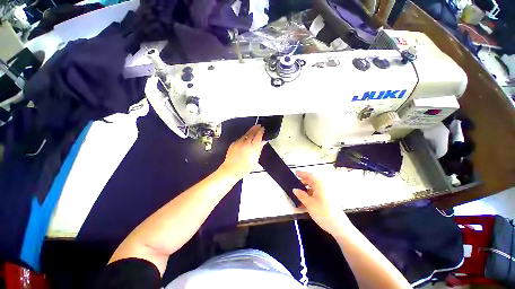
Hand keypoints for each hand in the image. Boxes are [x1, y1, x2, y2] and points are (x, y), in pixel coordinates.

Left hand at [220, 125, 265, 179]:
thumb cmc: (244, 168)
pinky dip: (244, 136)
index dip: (261, 131)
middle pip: (252, 132)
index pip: (258, 136)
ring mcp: (239, 142)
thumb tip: (262, 142)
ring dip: (250, 130)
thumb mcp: (255, 159)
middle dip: (256, 128)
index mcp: (253, 147)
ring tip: (253, 128)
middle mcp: (246, 143)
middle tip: (259, 126)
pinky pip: (240, 138)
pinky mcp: (234, 143)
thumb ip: (259, 149)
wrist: (231, 170)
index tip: (263, 129)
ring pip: (246, 134)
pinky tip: (245, 136)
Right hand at [293, 171, 350, 235]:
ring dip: (306, 189)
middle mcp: (324, 186)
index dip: (302, 173)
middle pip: (312, 181)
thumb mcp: (309, 204)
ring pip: (314, 187)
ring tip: (298, 194)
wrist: (339, 226)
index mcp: (320, 184)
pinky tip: (305, 201)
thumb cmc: (323, 212)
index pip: (309, 175)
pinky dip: (310, 194)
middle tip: (295, 184)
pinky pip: (317, 193)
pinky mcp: (328, 198)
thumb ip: (301, 195)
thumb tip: (295, 190)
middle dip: (303, 182)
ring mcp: (326, 192)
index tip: (295, 173)